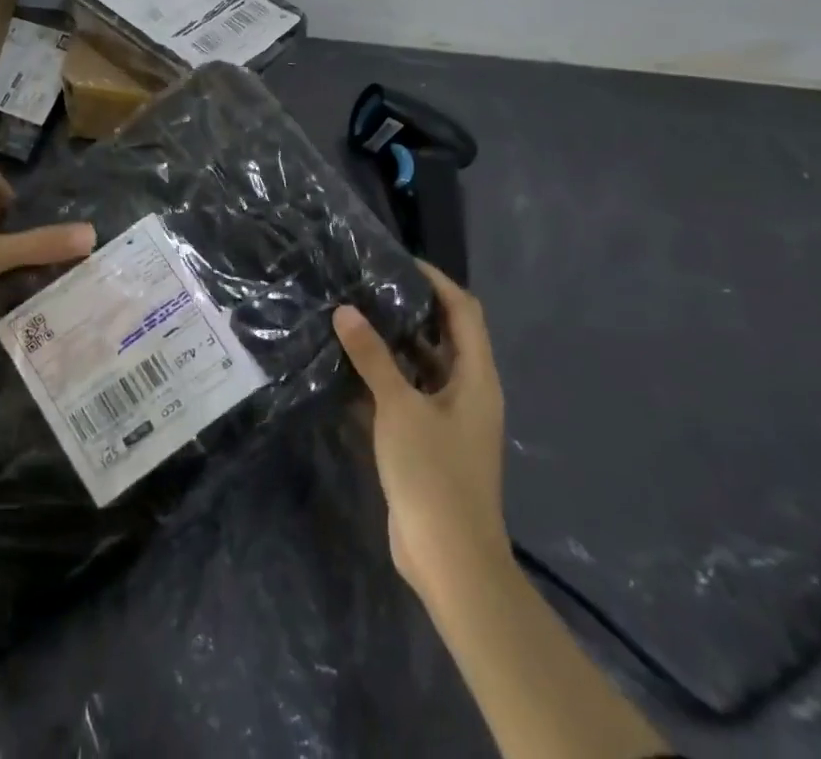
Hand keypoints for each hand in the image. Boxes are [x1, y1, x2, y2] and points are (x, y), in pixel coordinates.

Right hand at [332, 262, 509, 602]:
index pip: (463, 311)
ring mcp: (448, 420)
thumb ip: (372, 356)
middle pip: (443, 336)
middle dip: (409, 309)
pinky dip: (382, 379)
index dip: (436, 281)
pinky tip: (346, 368)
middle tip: (367, 285)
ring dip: (392, 344)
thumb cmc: (434, 473)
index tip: (398, 261)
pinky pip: (406, 396)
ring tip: (351, 317)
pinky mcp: (427, 442)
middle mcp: (467, 392)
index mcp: (475, 378)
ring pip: (421, 367)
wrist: (450, 559)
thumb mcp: (399, 407)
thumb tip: (345, 310)